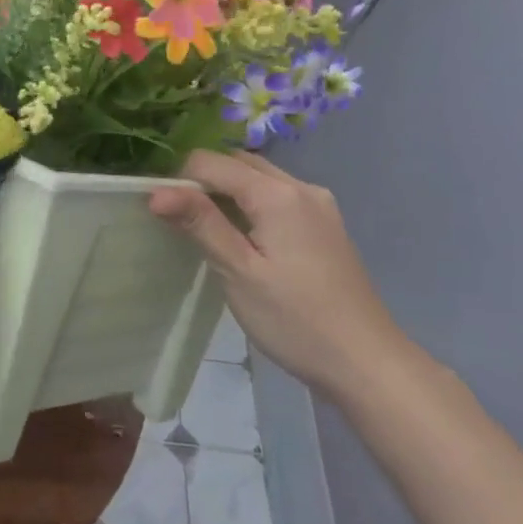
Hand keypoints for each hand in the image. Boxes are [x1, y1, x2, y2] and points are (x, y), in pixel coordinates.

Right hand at [149, 150, 407, 402]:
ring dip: (229, 190)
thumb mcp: (238, 271)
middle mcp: (302, 187)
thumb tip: (157, 191)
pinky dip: (253, 204)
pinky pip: (280, 197)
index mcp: (277, 194)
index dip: (180, 180)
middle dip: (204, 180)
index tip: (163, 213)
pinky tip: (245, 239)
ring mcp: (320, 206)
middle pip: (239, 163)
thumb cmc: (294, 319)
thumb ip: (200, 223)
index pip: (212, 162)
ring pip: (261, 179)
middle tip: (181, 220)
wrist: (365, 361)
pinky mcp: (327, 226)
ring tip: (208, 229)